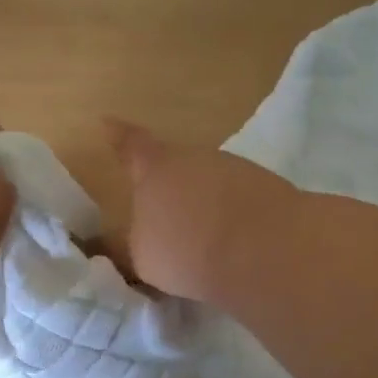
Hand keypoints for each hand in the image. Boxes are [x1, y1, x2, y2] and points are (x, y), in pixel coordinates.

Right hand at [104, 118, 296, 304]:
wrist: (266, 252)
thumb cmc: (186, 249)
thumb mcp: (142, 256)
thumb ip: (132, 242)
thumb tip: (126, 239)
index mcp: (156, 169)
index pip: (131, 145)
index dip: (118, 135)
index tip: (107, 121)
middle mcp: (195, 158)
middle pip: (176, 166)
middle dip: (171, 187)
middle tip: (166, 217)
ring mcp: (236, 169)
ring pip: (211, 183)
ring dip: (205, 205)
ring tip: (204, 241)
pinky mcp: (270, 188)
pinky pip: (240, 201)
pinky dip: (234, 218)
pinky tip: (235, 246)